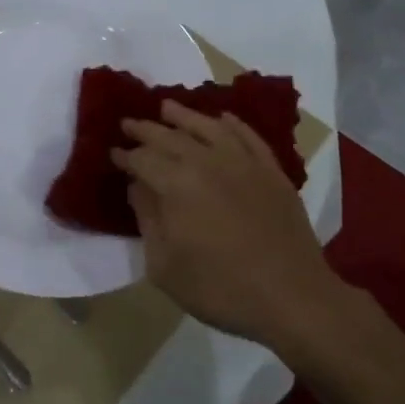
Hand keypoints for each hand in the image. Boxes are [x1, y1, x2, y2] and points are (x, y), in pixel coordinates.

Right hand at [112, 102, 341, 347]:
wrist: (291, 296)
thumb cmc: (220, 288)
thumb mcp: (165, 266)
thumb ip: (147, 219)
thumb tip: (137, 186)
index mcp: (177, 184)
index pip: (143, 159)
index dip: (125, 155)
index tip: (113, 152)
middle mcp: (208, 161)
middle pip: (171, 137)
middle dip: (146, 129)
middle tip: (129, 123)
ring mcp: (244, 162)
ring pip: (208, 127)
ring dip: (184, 115)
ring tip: (166, 107)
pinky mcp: (271, 170)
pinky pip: (247, 136)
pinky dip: (232, 124)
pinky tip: (222, 119)